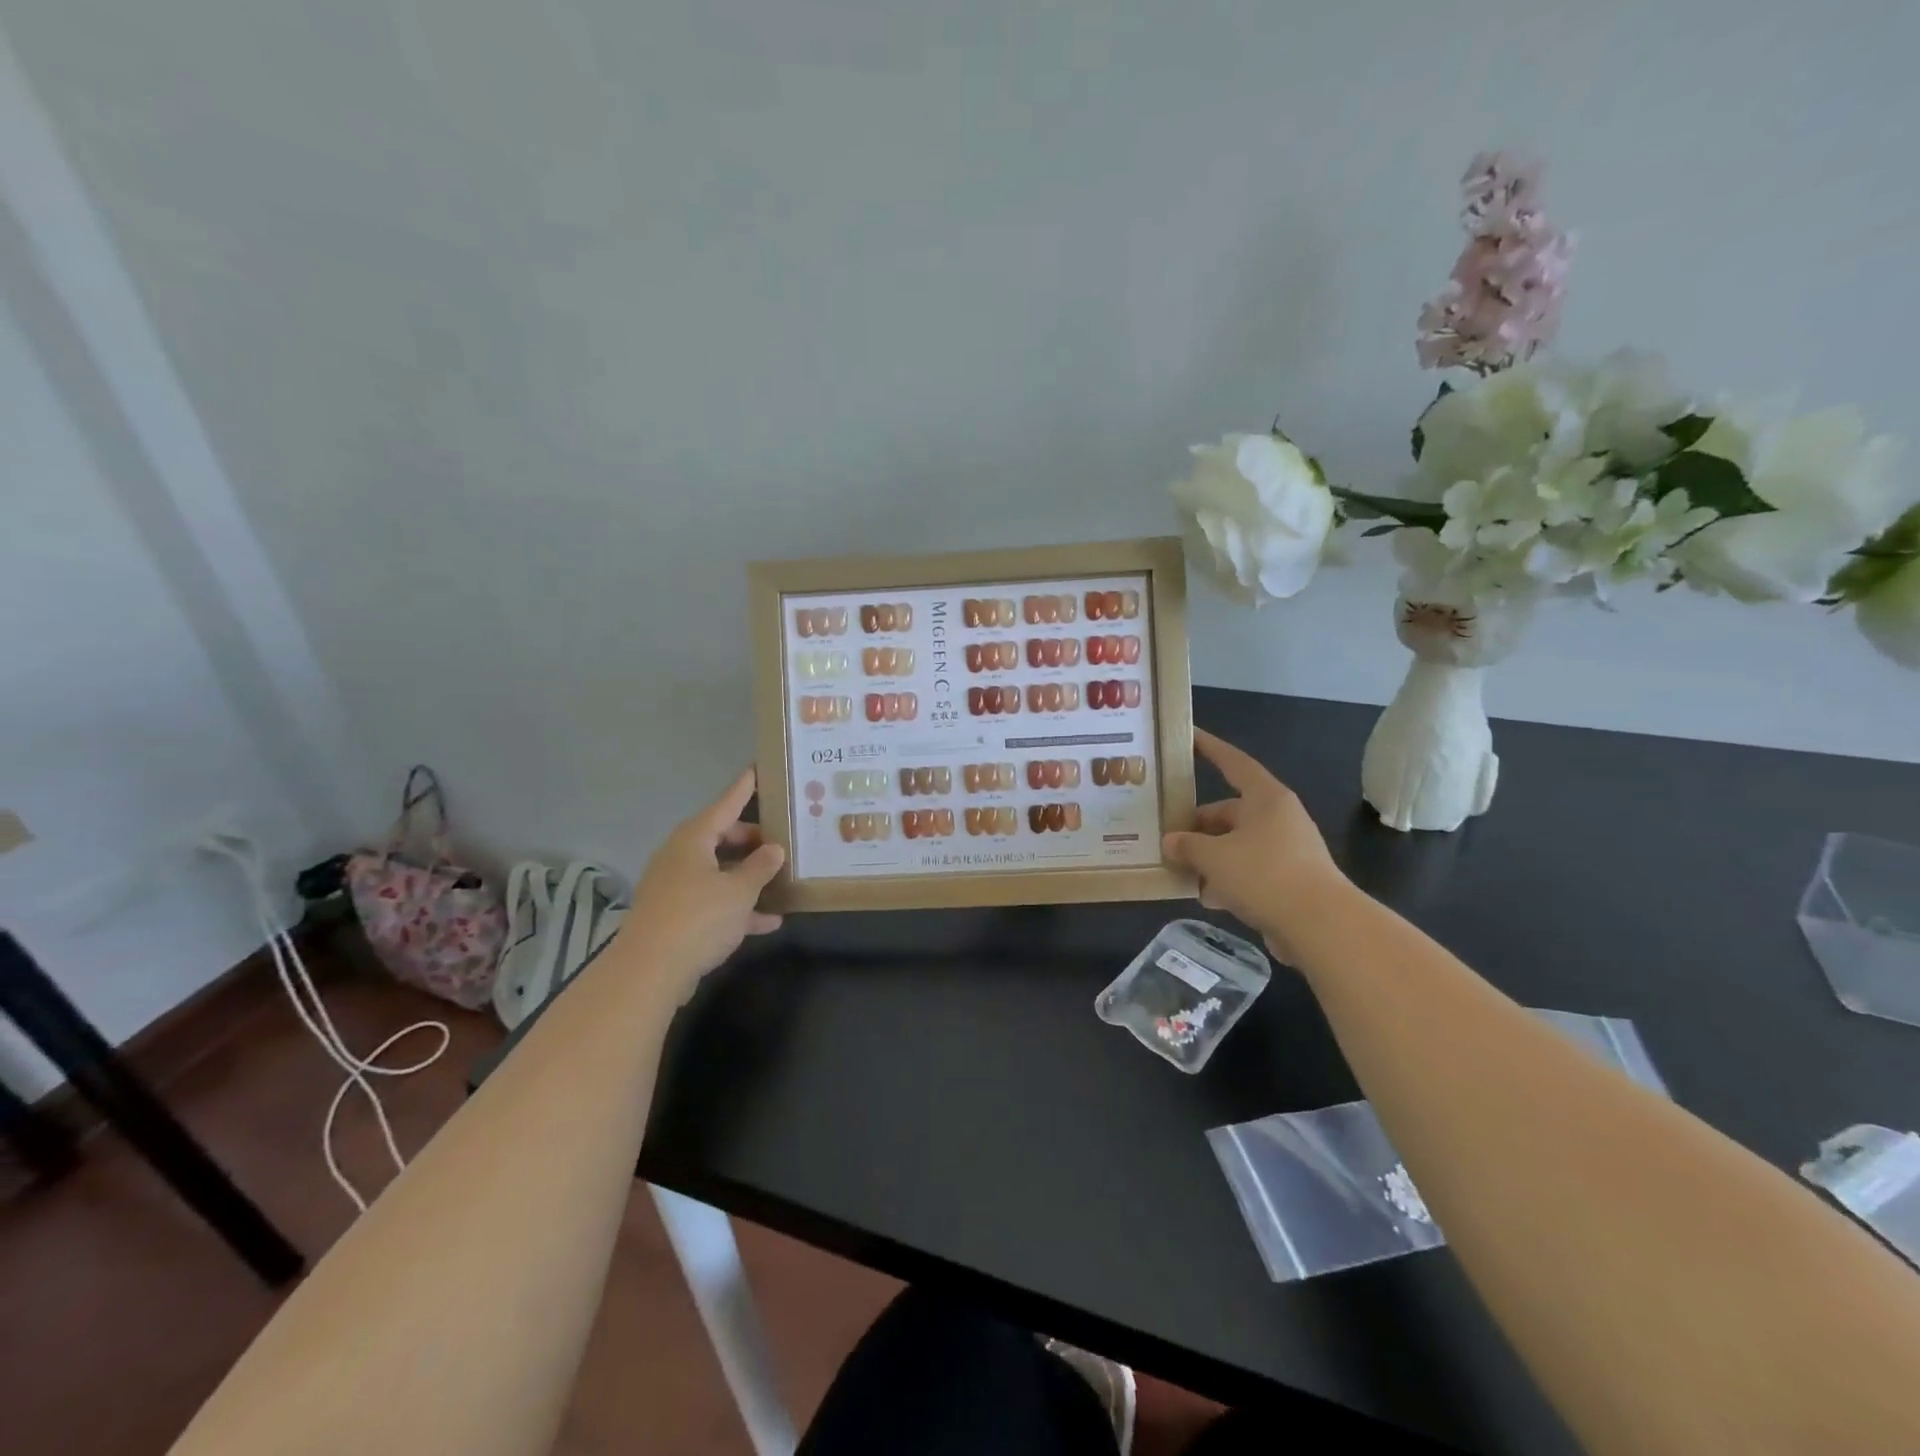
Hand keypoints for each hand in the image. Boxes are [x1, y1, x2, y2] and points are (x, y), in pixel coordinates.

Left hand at [617, 768, 785, 998]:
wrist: (648, 971)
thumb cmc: (698, 918)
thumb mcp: (739, 891)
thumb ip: (760, 868)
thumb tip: (773, 849)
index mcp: (694, 840)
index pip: (725, 805)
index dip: (742, 789)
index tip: (755, 770)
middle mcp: (681, 857)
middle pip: (721, 838)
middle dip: (751, 840)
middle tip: (780, 841)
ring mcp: (675, 887)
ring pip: (718, 872)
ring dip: (747, 876)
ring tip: (780, 879)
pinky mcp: (674, 916)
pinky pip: (712, 901)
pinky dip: (737, 906)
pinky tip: (768, 922)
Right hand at [1162, 728, 1347, 959]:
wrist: (1321, 926)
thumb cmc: (1265, 875)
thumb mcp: (1214, 857)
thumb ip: (1187, 846)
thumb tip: (1170, 842)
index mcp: (1265, 798)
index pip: (1232, 762)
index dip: (1210, 748)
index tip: (1189, 736)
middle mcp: (1277, 818)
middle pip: (1228, 812)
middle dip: (1197, 827)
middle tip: (1165, 838)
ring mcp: (1285, 850)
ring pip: (1235, 845)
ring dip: (1208, 858)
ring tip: (1178, 871)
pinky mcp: (1288, 880)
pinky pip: (1248, 871)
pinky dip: (1226, 880)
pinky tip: (1205, 897)